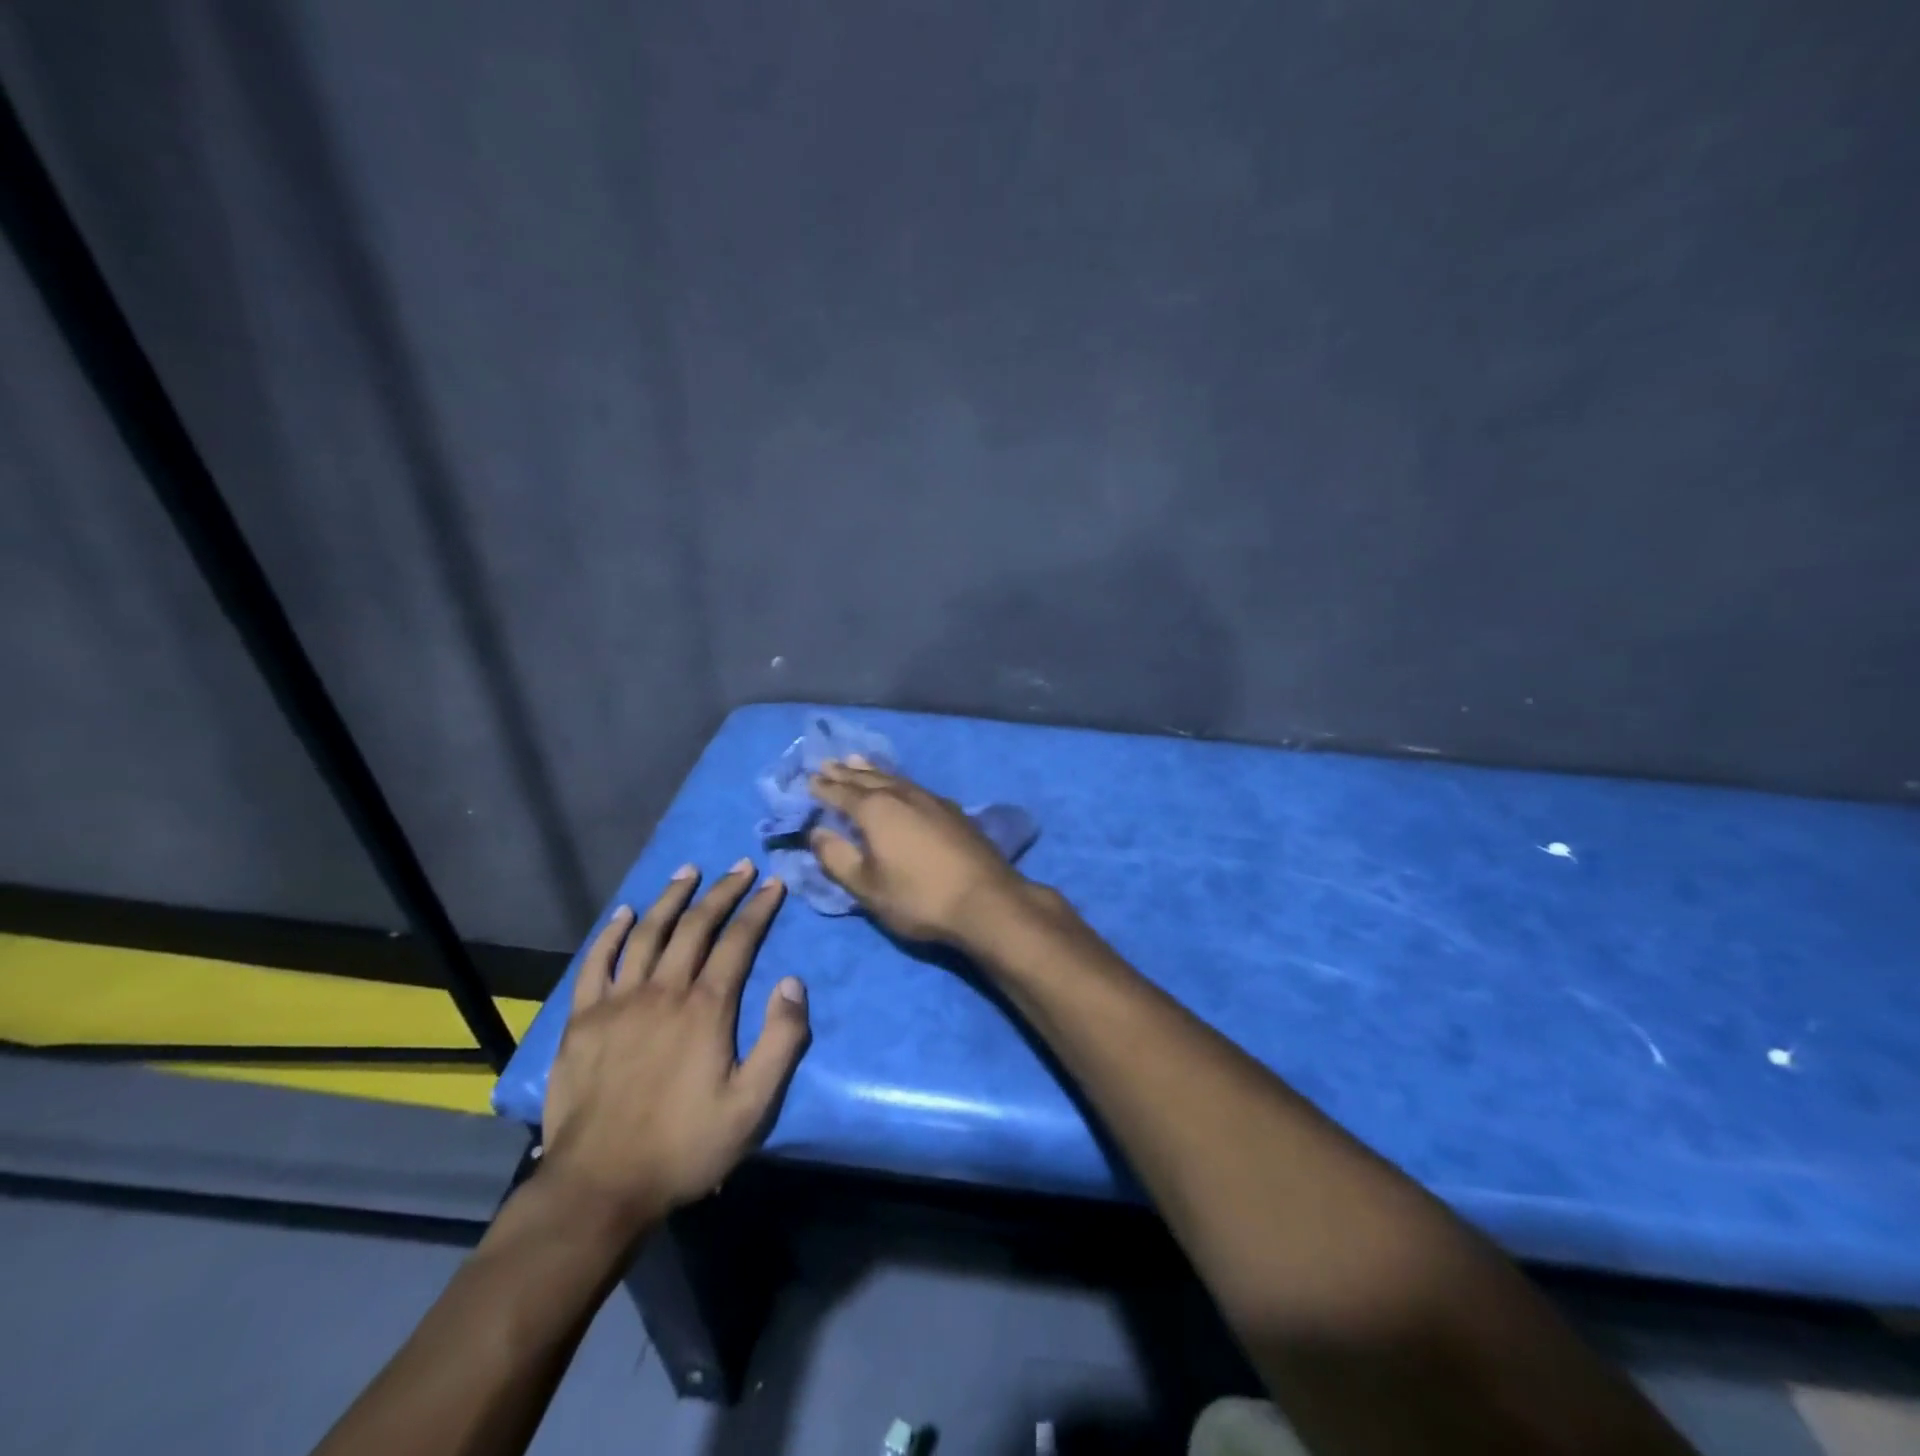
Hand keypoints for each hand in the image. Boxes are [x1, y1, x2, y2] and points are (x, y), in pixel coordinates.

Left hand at [539, 862, 809, 1239]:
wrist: (599, 1186)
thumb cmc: (684, 1146)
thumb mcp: (752, 1105)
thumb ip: (781, 1041)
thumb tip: (793, 983)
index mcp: (706, 1008)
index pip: (738, 941)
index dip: (758, 908)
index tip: (773, 882)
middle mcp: (663, 991)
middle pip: (695, 926)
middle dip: (722, 891)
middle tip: (739, 866)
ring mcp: (618, 1002)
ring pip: (647, 933)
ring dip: (670, 898)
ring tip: (688, 871)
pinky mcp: (582, 1020)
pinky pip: (596, 963)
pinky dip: (612, 934)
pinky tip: (625, 914)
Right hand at [808, 757, 1033, 946]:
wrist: (986, 899)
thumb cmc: (918, 897)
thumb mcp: (867, 886)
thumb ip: (837, 857)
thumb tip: (816, 833)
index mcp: (876, 810)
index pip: (842, 794)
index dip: (824, 788)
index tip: (810, 780)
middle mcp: (902, 795)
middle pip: (868, 779)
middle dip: (846, 773)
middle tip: (829, 763)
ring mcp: (931, 799)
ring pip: (894, 778)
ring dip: (872, 770)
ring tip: (858, 761)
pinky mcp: (952, 810)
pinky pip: (914, 785)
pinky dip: (897, 780)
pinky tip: (901, 785)